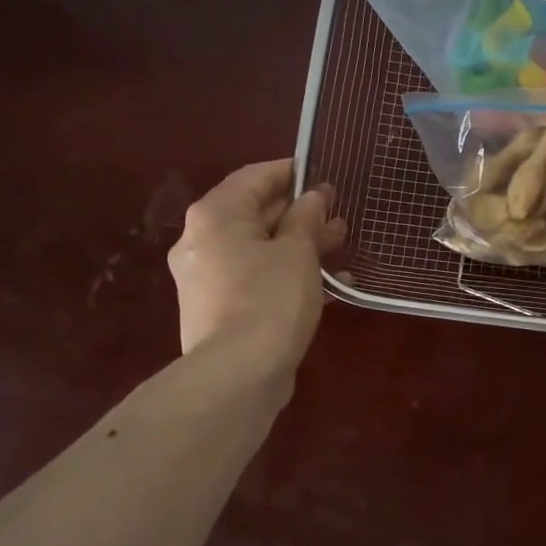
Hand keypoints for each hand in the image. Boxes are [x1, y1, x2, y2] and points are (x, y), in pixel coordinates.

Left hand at [167, 160, 346, 377]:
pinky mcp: (220, 308)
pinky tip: (330, 283)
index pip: (254, 177)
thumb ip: (307, 218)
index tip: (322, 172)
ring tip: (342, 242)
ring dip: (300, 243)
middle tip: (338, 211)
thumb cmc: (270, 298)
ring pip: (260, 247)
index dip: (290, 171)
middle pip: (255, 213)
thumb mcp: (297, 251)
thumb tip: (314, 196)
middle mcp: (203, 241)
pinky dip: (288, 273)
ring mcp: (209, 277)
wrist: (238, 373)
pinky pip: (258, 277)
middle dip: (300, 211)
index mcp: (216, 216)